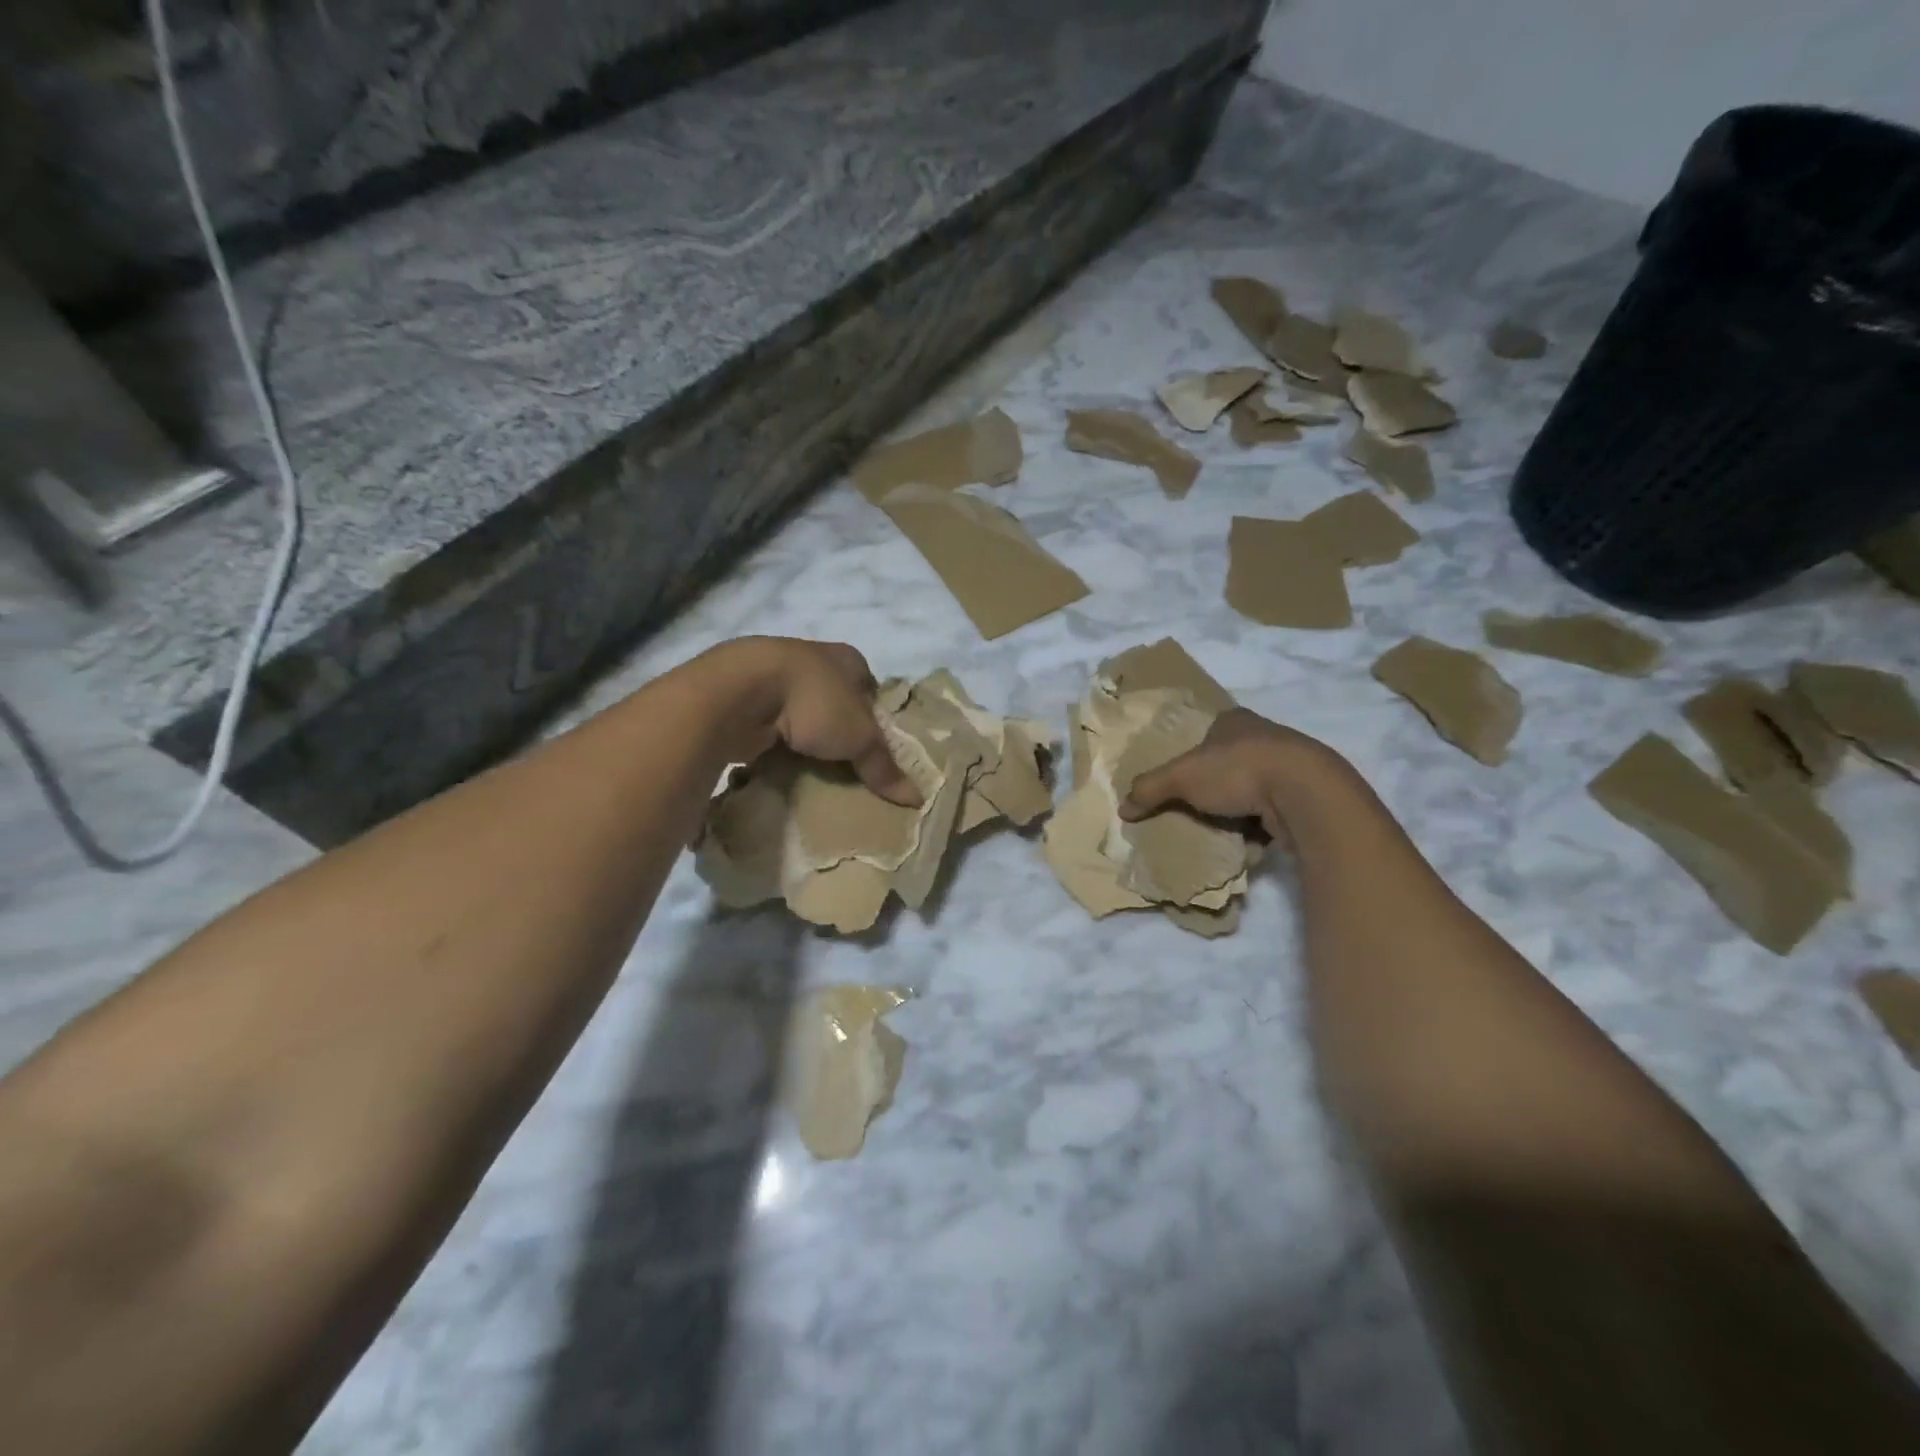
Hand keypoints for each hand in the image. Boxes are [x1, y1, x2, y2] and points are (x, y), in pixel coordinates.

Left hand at [709, 637, 920, 805]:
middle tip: (847, 766)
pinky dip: (776, 744)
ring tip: (814, 770)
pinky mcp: (746, 698)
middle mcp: (812, 661)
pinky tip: (781, 766)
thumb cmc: (815, 702)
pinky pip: (770, 725)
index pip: (871, 688)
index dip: (876, 718)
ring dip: (805, 737)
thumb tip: (917, 799)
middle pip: (836, 701)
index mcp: (847, 659)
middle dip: (839, 729)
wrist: (741, 691)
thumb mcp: (860, 738)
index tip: (876, 750)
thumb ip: (884, 767)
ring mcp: (775, 677)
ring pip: (801, 713)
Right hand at [1120, 708, 1336, 837]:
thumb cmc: (1238, 769)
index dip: (1194, 752)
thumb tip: (1122, 809)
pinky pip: (1274, 812)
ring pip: (1254, 787)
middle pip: (1231, 760)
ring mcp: (1290, 767)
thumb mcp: (1182, 777)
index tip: (1182, 776)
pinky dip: (1260, 826)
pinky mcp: (1307, 796)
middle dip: (1216, 783)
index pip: (1210, 730)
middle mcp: (1266, 737)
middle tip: (1194, 806)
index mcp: (1236, 721)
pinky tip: (1247, 840)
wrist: (1305, 794)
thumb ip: (1150, 789)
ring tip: (1218, 827)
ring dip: (1239, 807)